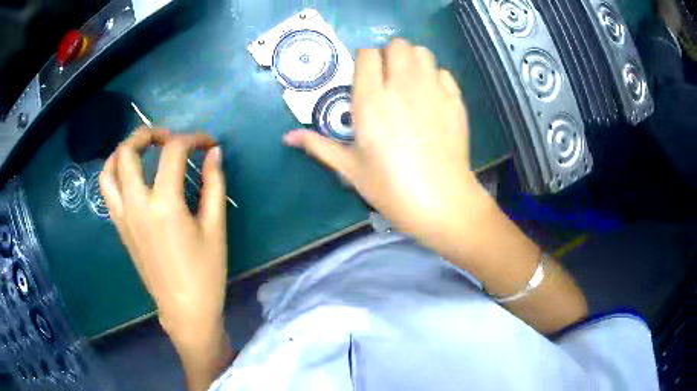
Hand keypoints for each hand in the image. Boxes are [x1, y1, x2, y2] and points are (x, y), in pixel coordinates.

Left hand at [99, 128, 227, 338]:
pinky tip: (134, 177)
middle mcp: (136, 205)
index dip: (193, 139)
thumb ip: (214, 184)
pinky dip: (116, 173)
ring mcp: (123, 217)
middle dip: (148, 133)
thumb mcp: (215, 228)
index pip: (173, 152)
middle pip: (128, 151)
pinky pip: (108, 191)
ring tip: (143, 151)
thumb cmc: (205, 274)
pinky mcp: (120, 228)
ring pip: (109, 170)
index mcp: (164, 205)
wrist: (185, 310)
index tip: (208, 143)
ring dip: (124, 151)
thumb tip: (214, 153)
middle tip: (168, 138)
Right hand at [284, 38, 483, 239]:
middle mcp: (402, 87)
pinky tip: (431, 97)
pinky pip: (443, 72)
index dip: (364, 61)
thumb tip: (287, 137)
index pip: (367, 55)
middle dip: (389, 55)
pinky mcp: (455, 100)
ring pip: (421, 52)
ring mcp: (432, 90)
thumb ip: (318, 146)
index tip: (364, 77)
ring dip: (412, 60)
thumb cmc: (391, 188)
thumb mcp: (350, 169)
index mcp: (371, 101)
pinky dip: (434, 77)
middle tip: (387, 78)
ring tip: (409, 82)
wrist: (441, 201)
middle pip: (397, 45)